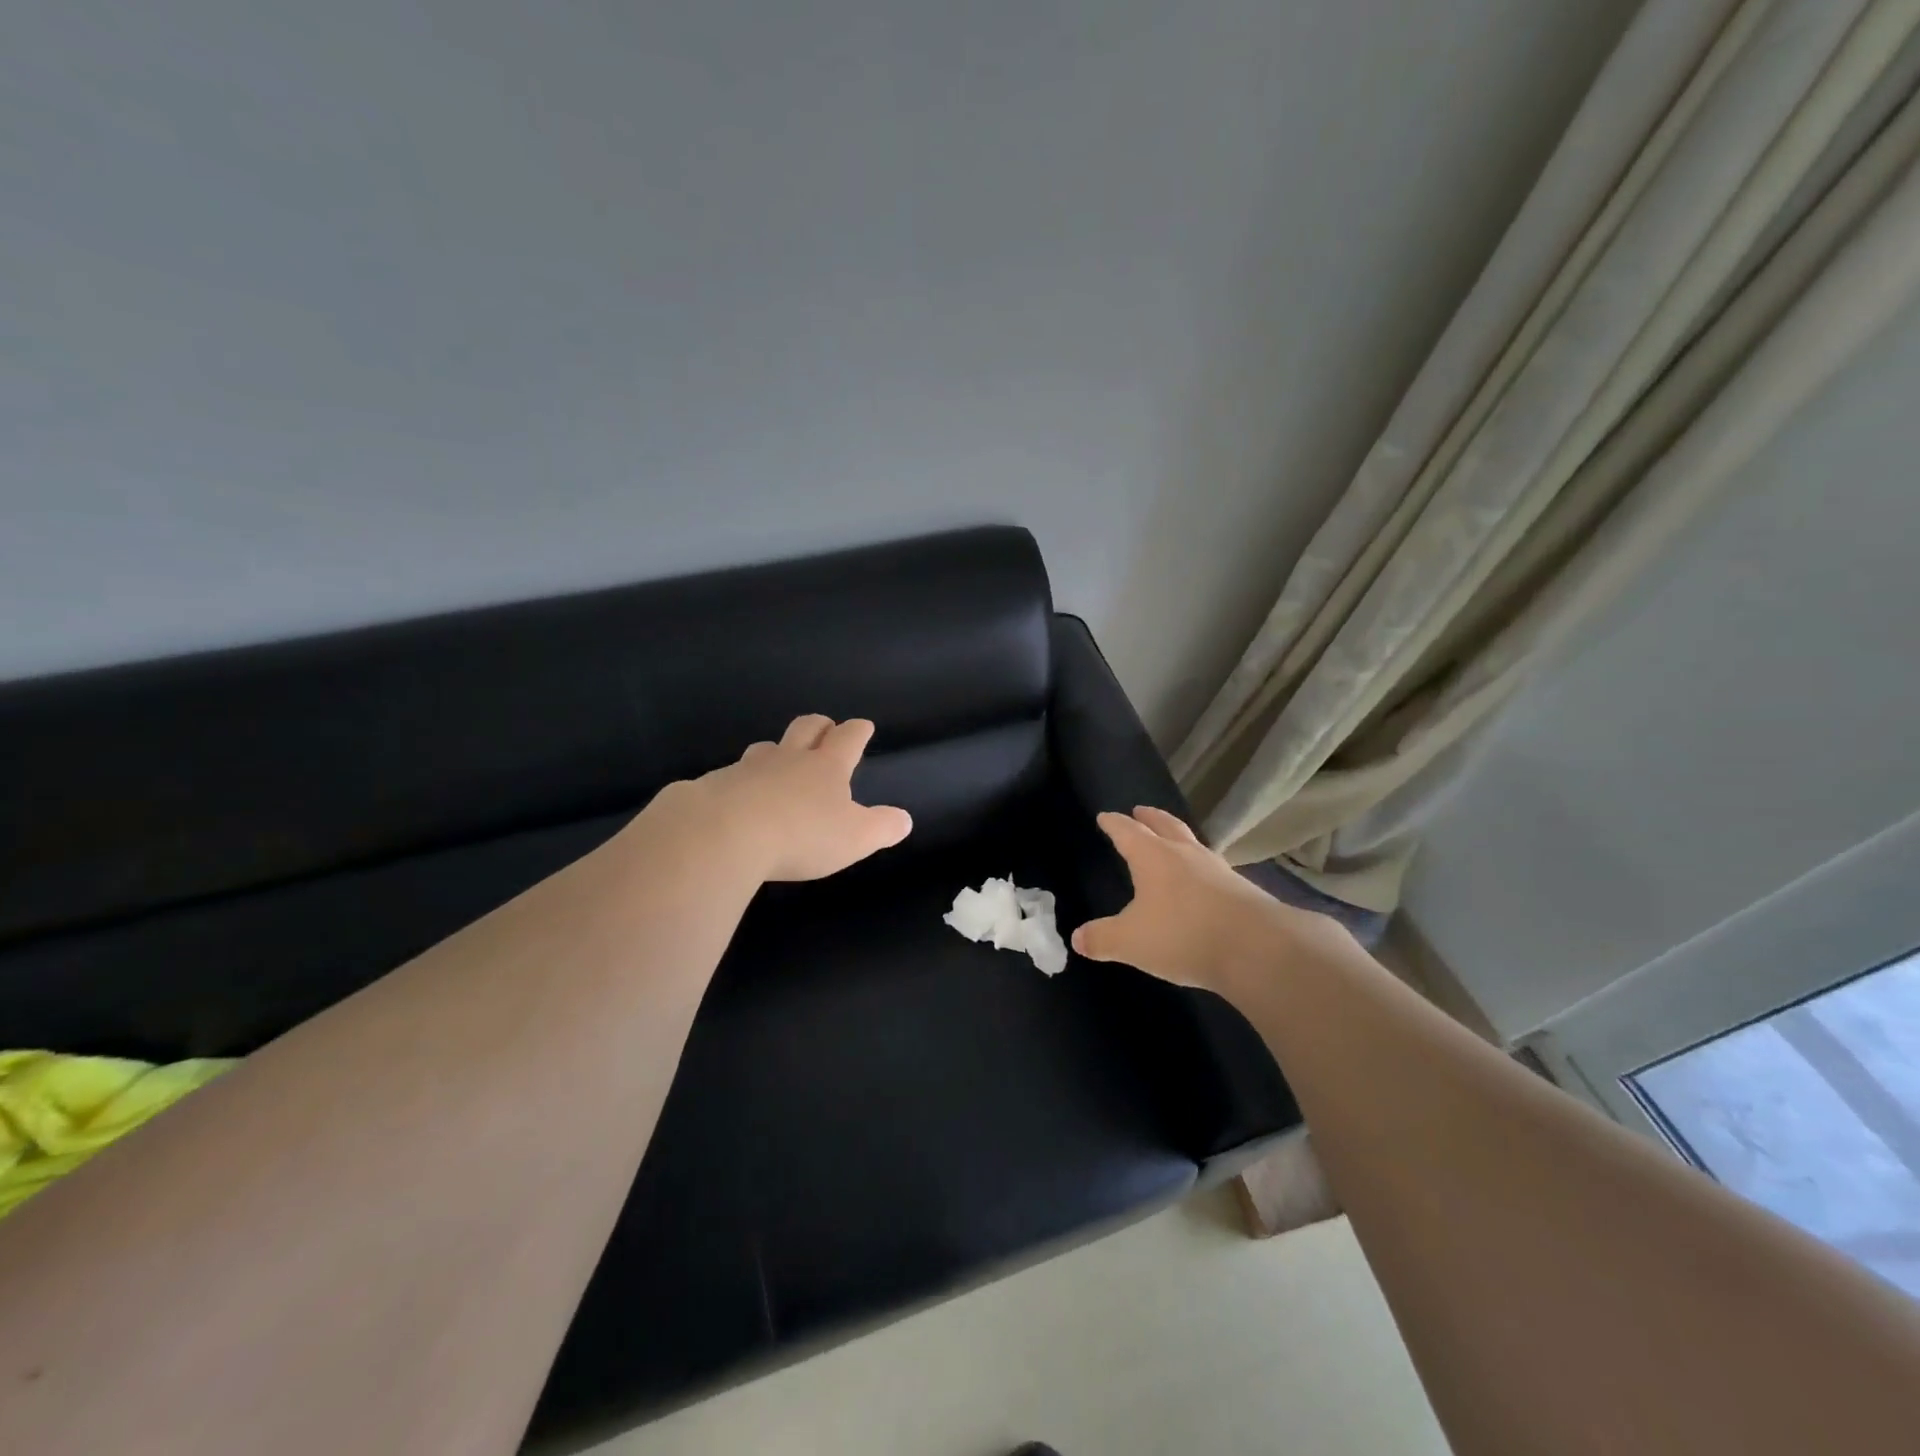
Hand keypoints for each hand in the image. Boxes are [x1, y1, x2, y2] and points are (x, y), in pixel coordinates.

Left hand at [660, 715, 912, 882]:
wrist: (722, 834)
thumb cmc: (800, 834)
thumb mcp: (854, 838)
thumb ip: (881, 828)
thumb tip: (904, 819)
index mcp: (826, 767)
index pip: (848, 739)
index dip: (858, 731)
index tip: (863, 725)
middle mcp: (788, 759)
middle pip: (806, 728)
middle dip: (819, 726)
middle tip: (826, 728)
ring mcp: (748, 768)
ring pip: (766, 748)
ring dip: (777, 750)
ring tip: (779, 760)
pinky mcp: (715, 785)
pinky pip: (732, 776)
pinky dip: (741, 781)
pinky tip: (739, 797)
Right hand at [1071, 807, 1336, 996]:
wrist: (1257, 948)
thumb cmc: (1182, 935)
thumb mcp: (1131, 942)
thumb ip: (1102, 939)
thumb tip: (1077, 938)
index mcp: (1153, 857)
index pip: (1127, 832)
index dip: (1114, 824)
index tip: (1104, 816)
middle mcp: (1185, 854)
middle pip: (1165, 826)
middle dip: (1150, 818)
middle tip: (1140, 810)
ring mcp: (1218, 869)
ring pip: (1193, 843)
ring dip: (1179, 838)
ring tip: (1173, 840)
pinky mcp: (1242, 890)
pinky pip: (1214, 869)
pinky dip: (1201, 868)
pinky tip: (1203, 881)